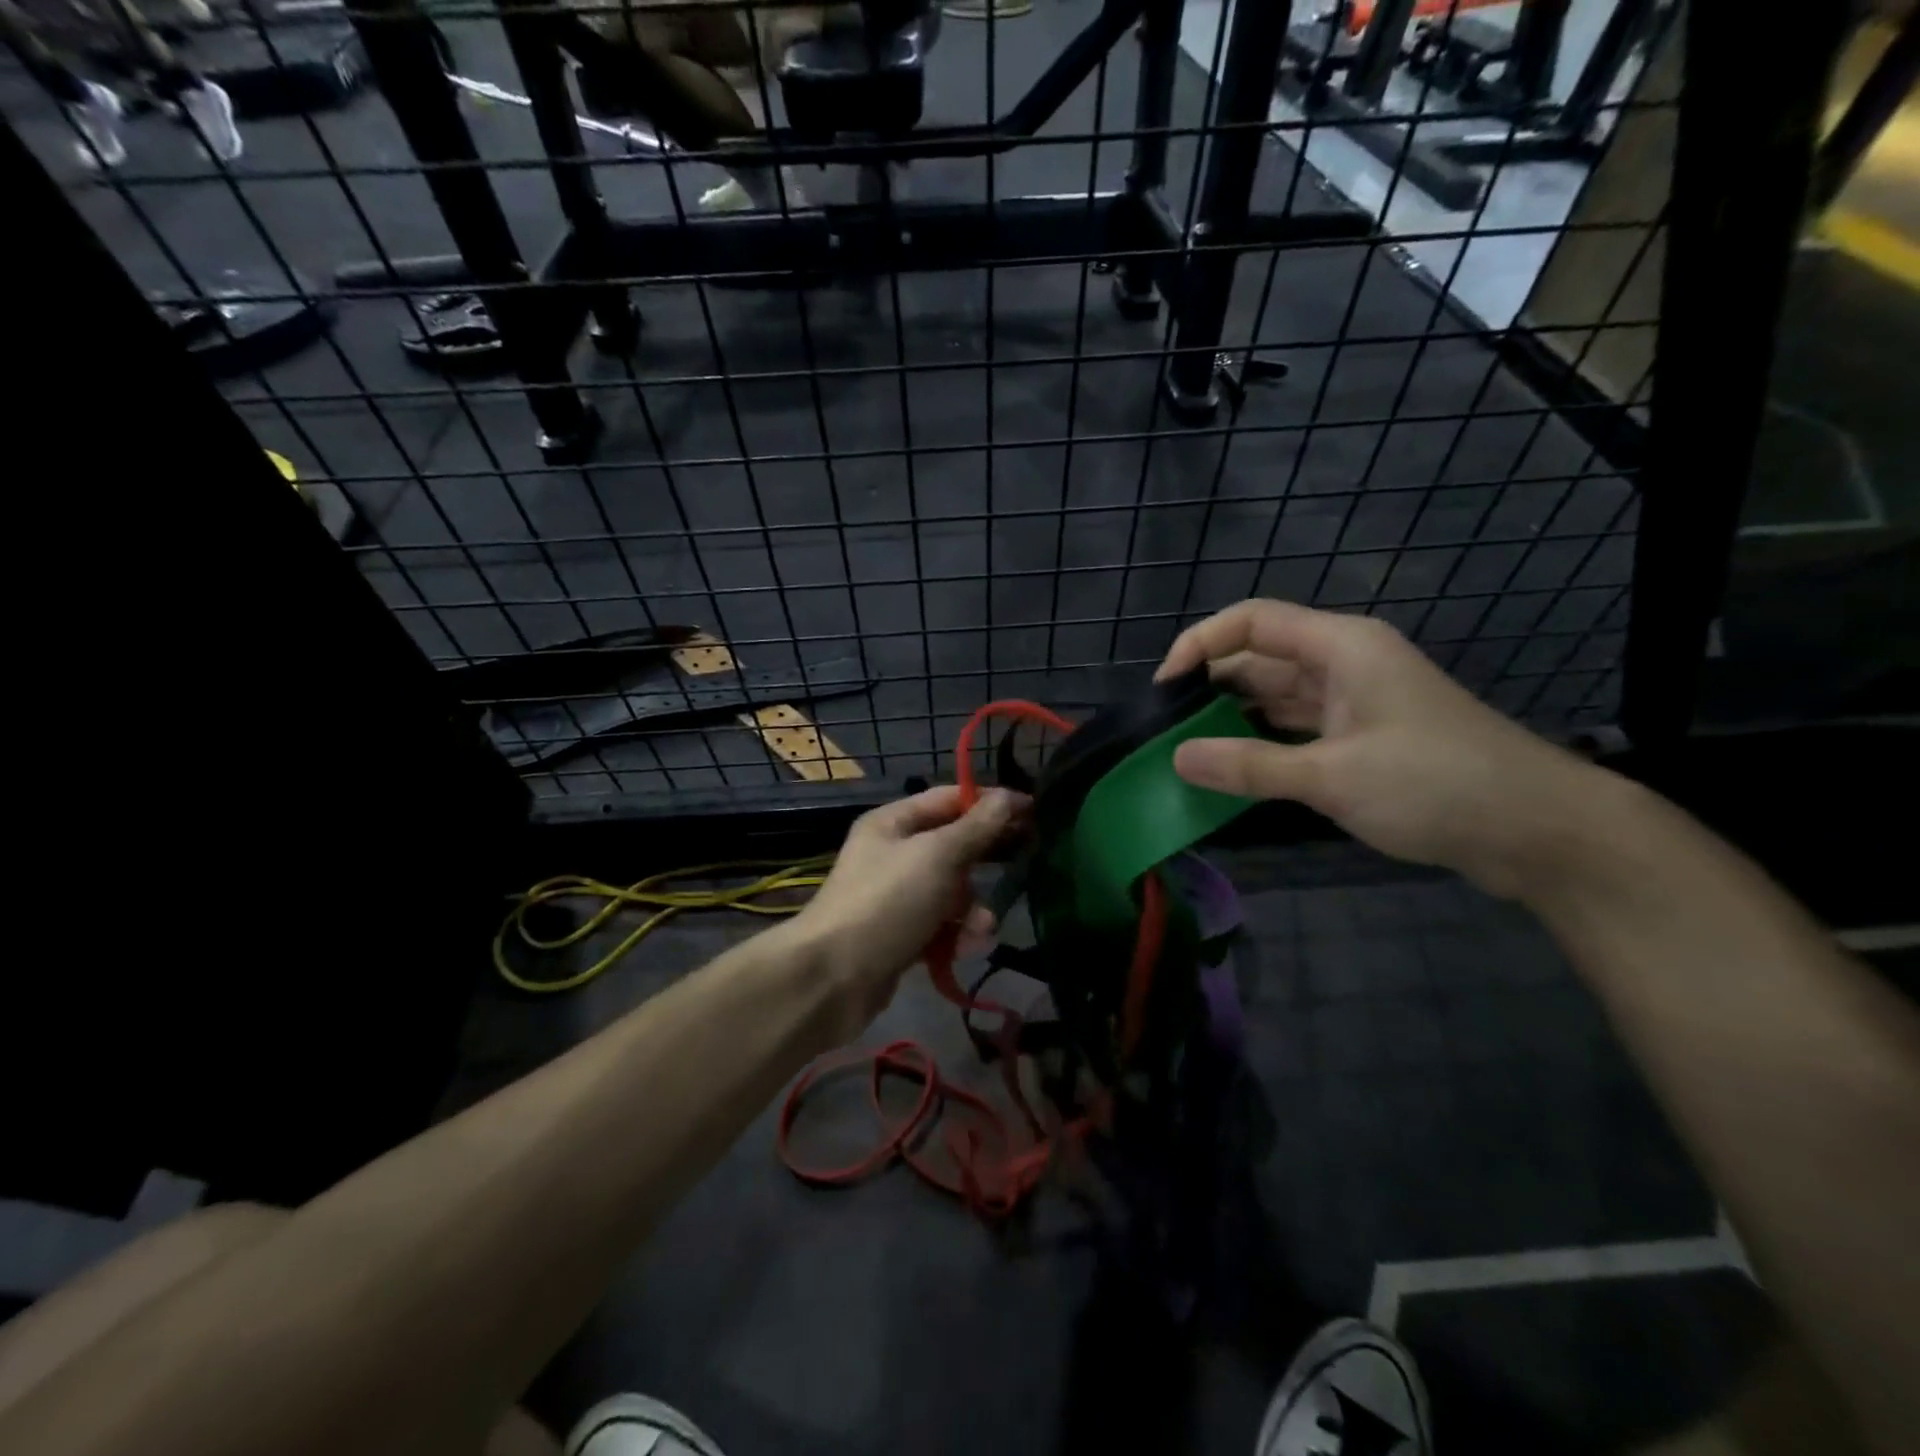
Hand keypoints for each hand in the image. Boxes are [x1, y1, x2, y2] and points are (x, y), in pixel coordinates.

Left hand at [789, 785, 1025, 1029]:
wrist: (831, 979)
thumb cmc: (887, 903)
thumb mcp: (937, 856)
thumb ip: (977, 828)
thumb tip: (1009, 797)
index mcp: (894, 822)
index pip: (951, 799)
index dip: (990, 802)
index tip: (1033, 812)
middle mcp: (894, 853)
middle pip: (954, 846)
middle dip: (985, 861)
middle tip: (1025, 863)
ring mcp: (896, 897)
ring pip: (952, 891)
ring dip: (973, 908)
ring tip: (981, 927)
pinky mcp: (901, 935)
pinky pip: (941, 926)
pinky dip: (956, 935)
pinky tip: (965, 949)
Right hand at [1157, 599, 1602, 897]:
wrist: (1538, 831)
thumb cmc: (1436, 784)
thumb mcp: (1332, 776)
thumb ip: (1249, 765)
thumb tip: (1177, 759)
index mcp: (1341, 647)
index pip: (1251, 622)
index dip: (1200, 644)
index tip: (1164, 689)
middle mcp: (1344, 664)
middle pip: (1260, 658)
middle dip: (1210, 686)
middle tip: (1165, 729)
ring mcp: (1355, 703)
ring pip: (1276, 696)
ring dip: (1234, 718)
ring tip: (1186, 749)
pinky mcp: (1363, 739)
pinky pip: (1296, 729)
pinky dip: (1263, 743)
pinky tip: (1233, 768)